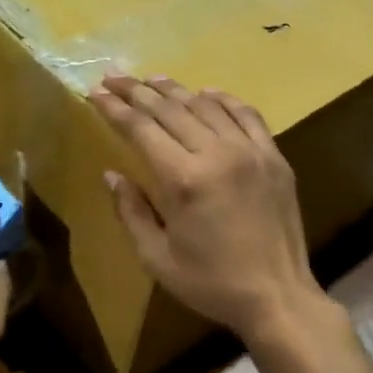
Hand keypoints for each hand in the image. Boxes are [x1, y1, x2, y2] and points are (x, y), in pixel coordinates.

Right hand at [89, 73, 325, 343]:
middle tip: (113, 76)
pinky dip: (222, 100)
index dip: (114, 108)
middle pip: (170, 108)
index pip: (141, 128)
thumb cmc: (210, 283)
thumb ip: (131, 211)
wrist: (278, 297)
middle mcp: (217, 154)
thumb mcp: (157, 258)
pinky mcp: (274, 157)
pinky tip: (206, 94)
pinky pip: (246, 114)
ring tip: (151, 80)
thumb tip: (112, 174)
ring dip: (175, 90)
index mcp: (183, 180)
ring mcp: (251, 151)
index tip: (94, 92)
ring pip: (206, 105)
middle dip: (136, 90)